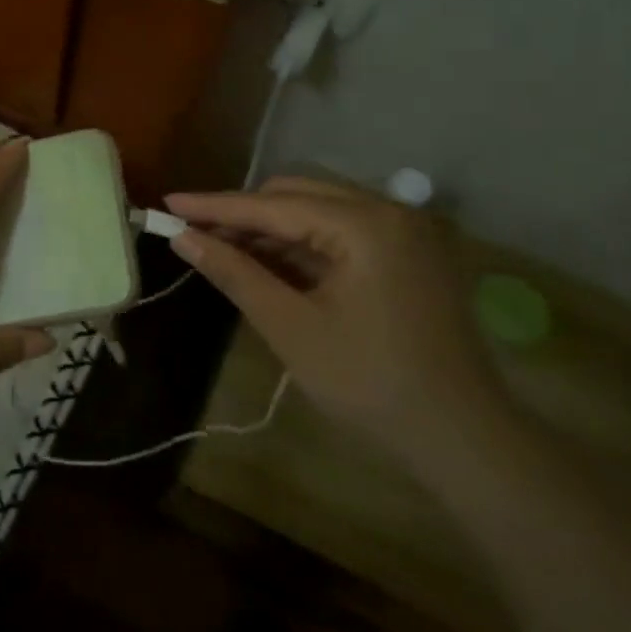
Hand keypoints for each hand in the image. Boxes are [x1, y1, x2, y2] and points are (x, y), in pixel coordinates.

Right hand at [166, 177, 506, 466]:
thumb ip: (235, 272)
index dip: (216, 206)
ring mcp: (407, 231)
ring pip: (321, 210)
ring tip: (225, 248)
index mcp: (366, 224)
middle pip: (300, 194)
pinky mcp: (411, 254)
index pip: (274, 204)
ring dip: (274, 228)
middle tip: (197, 235)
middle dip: (246, 213)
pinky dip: (305, 245)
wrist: (461, 437)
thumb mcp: (290, 326)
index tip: (169, 204)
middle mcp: (391, 210)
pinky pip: (345, 233)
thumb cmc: (369, 383)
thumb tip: (183, 238)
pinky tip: (272, 262)